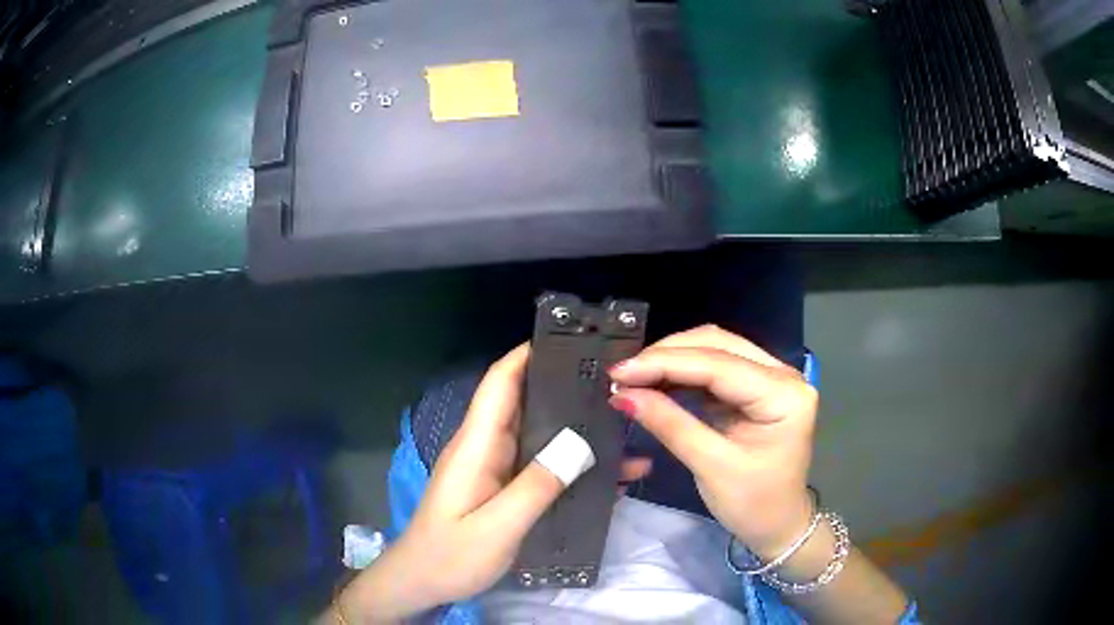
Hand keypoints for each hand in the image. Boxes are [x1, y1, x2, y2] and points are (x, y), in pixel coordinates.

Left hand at [336, 344, 651, 622]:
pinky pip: (542, 466)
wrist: (421, 584)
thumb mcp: (496, 528)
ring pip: (539, 435)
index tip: (572, 341)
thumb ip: (535, 487)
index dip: (529, 355)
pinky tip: (609, 474)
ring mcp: (495, 470)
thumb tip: (580, 442)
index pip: (500, 384)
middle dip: (565, 387)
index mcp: (476, 446)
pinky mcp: (503, 489)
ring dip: (576, 429)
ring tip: (626, 425)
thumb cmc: (450, 556)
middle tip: (618, 383)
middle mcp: (486, 448)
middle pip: (525, 403)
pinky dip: (572, 463)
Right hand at [608, 325, 817, 559]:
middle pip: (719, 345)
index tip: (620, 371)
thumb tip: (624, 395)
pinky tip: (657, 381)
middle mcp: (783, 374)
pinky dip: (683, 373)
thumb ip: (671, 425)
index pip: (719, 365)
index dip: (666, 363)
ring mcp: (772, 378)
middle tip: (623, 373)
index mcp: (784, 395)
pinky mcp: (757, 387)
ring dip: (673, 360)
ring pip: (715, 349)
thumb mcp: (711, 467)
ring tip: (634, 376)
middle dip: (668, 355)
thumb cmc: (753, 503)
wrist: (777, 524)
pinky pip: (716, 367)